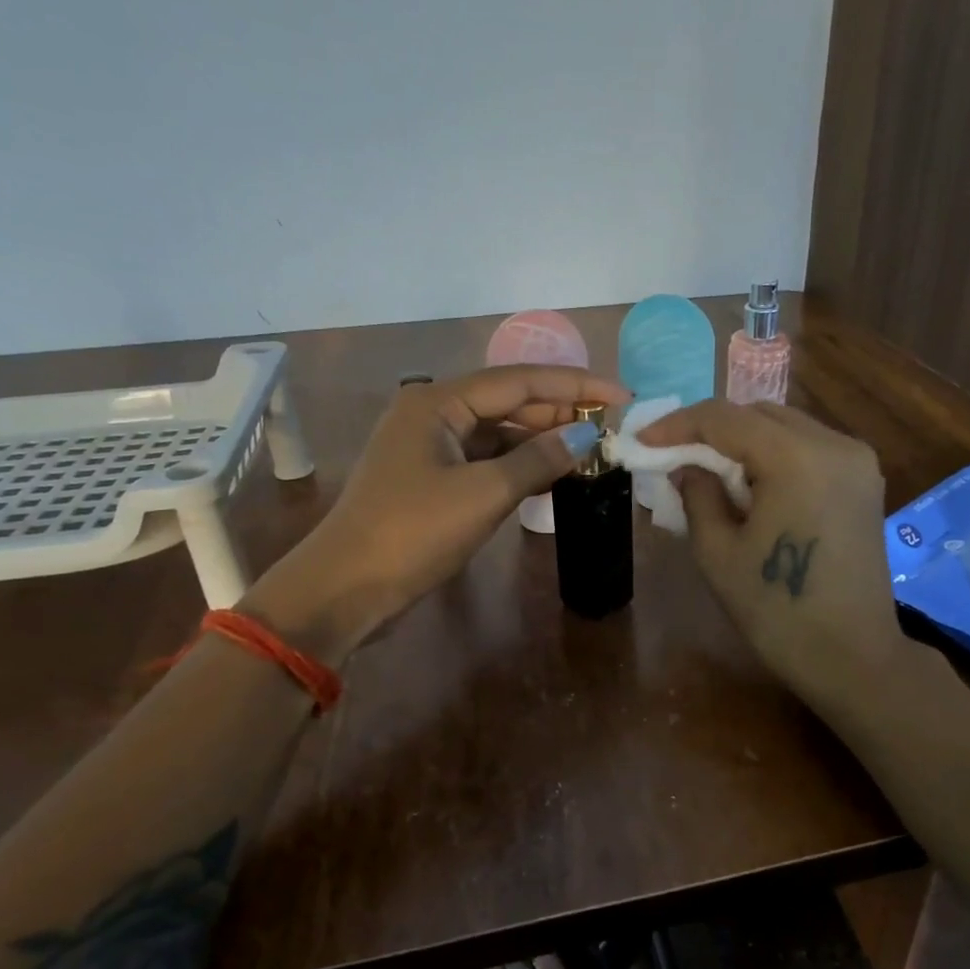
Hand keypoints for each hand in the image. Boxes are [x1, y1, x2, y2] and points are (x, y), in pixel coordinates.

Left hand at [247, 365, 628, 658]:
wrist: (347, 588)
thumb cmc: (413, 533)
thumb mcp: (484, 494)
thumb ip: (538, 460)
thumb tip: (586, 438)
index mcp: (438, 402)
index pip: (520, 380)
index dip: (575, 386)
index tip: (622, 397)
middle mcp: (432, 414)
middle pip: (508, 402)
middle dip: (559, 414)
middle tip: (610, 429)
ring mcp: (429, 449)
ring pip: (498, 434)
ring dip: (541, 443)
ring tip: (589, 454)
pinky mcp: (431, 481)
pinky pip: (485, 462)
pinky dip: (518, 468)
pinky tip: (550, 479)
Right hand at [638, 400, 915, 710]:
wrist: (852, 657)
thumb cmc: (777, 611)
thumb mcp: (718, 554)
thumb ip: (697, 496)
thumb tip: (686, 467)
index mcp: (797, 458)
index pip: (726, 418)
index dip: (678, 424)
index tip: (643, 442)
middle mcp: (835, 444)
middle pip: (760, 414)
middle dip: (712, 431)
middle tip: (674, 458)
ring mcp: (857, 461)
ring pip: (787, 427)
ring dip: (744, 442)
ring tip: (710, 475)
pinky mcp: (865, 481)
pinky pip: (810, 449)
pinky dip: (774, 456)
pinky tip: (752, 487)